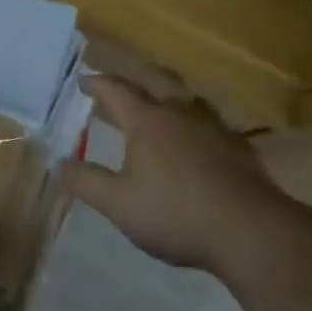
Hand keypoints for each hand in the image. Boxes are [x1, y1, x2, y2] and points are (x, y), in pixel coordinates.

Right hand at [61, 76, 286, 270]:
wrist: (252, 232)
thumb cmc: (176, 213)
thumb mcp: (120, 205)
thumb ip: (87, 182)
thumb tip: (59, 162)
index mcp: (147, 120)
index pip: (116, 89)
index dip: (96, 83)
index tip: (83, 80)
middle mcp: (180, 112)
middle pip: (156, 80)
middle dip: (136, 79)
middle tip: (123, 85)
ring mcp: (214, 127)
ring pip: (188, 98)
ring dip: (170, 96)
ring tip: (162, 106)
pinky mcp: (239, 147)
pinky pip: (210, 122)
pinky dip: (195, 123)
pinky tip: (198, 141)